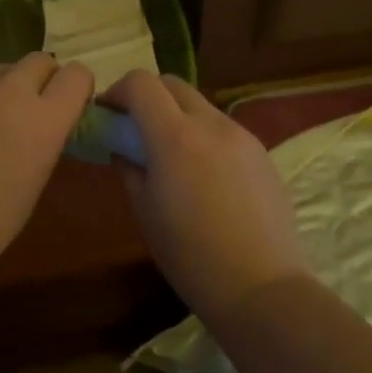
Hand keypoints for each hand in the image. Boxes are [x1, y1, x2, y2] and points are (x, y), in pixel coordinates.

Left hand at [0, 53, 93, 294]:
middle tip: (23, 113)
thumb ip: (42, 140)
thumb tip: (39, 124)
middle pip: (37, 60)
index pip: (77, 75)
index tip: (65, 106)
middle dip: (38, 80)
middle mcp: (8, 91)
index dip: (74, 88)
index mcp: (42, 120)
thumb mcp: (33, 183)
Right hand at [105, 71, 310, 322]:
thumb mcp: (144, 212)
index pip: (141, 83)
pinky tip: (205, 177)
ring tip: (172, 157)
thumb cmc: (192, 257)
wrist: (264, 289)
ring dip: (177, 116)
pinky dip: (204, 136)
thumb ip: (129, 167)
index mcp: (175, 136)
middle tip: (135, 130)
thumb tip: (124, 146)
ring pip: (200, 105)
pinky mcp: (262, 152)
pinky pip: (223, 129)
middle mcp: (210, 123)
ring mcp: (241, 135)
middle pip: (172, 84)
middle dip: (148, 97)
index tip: (108, 114)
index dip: (118, 91)